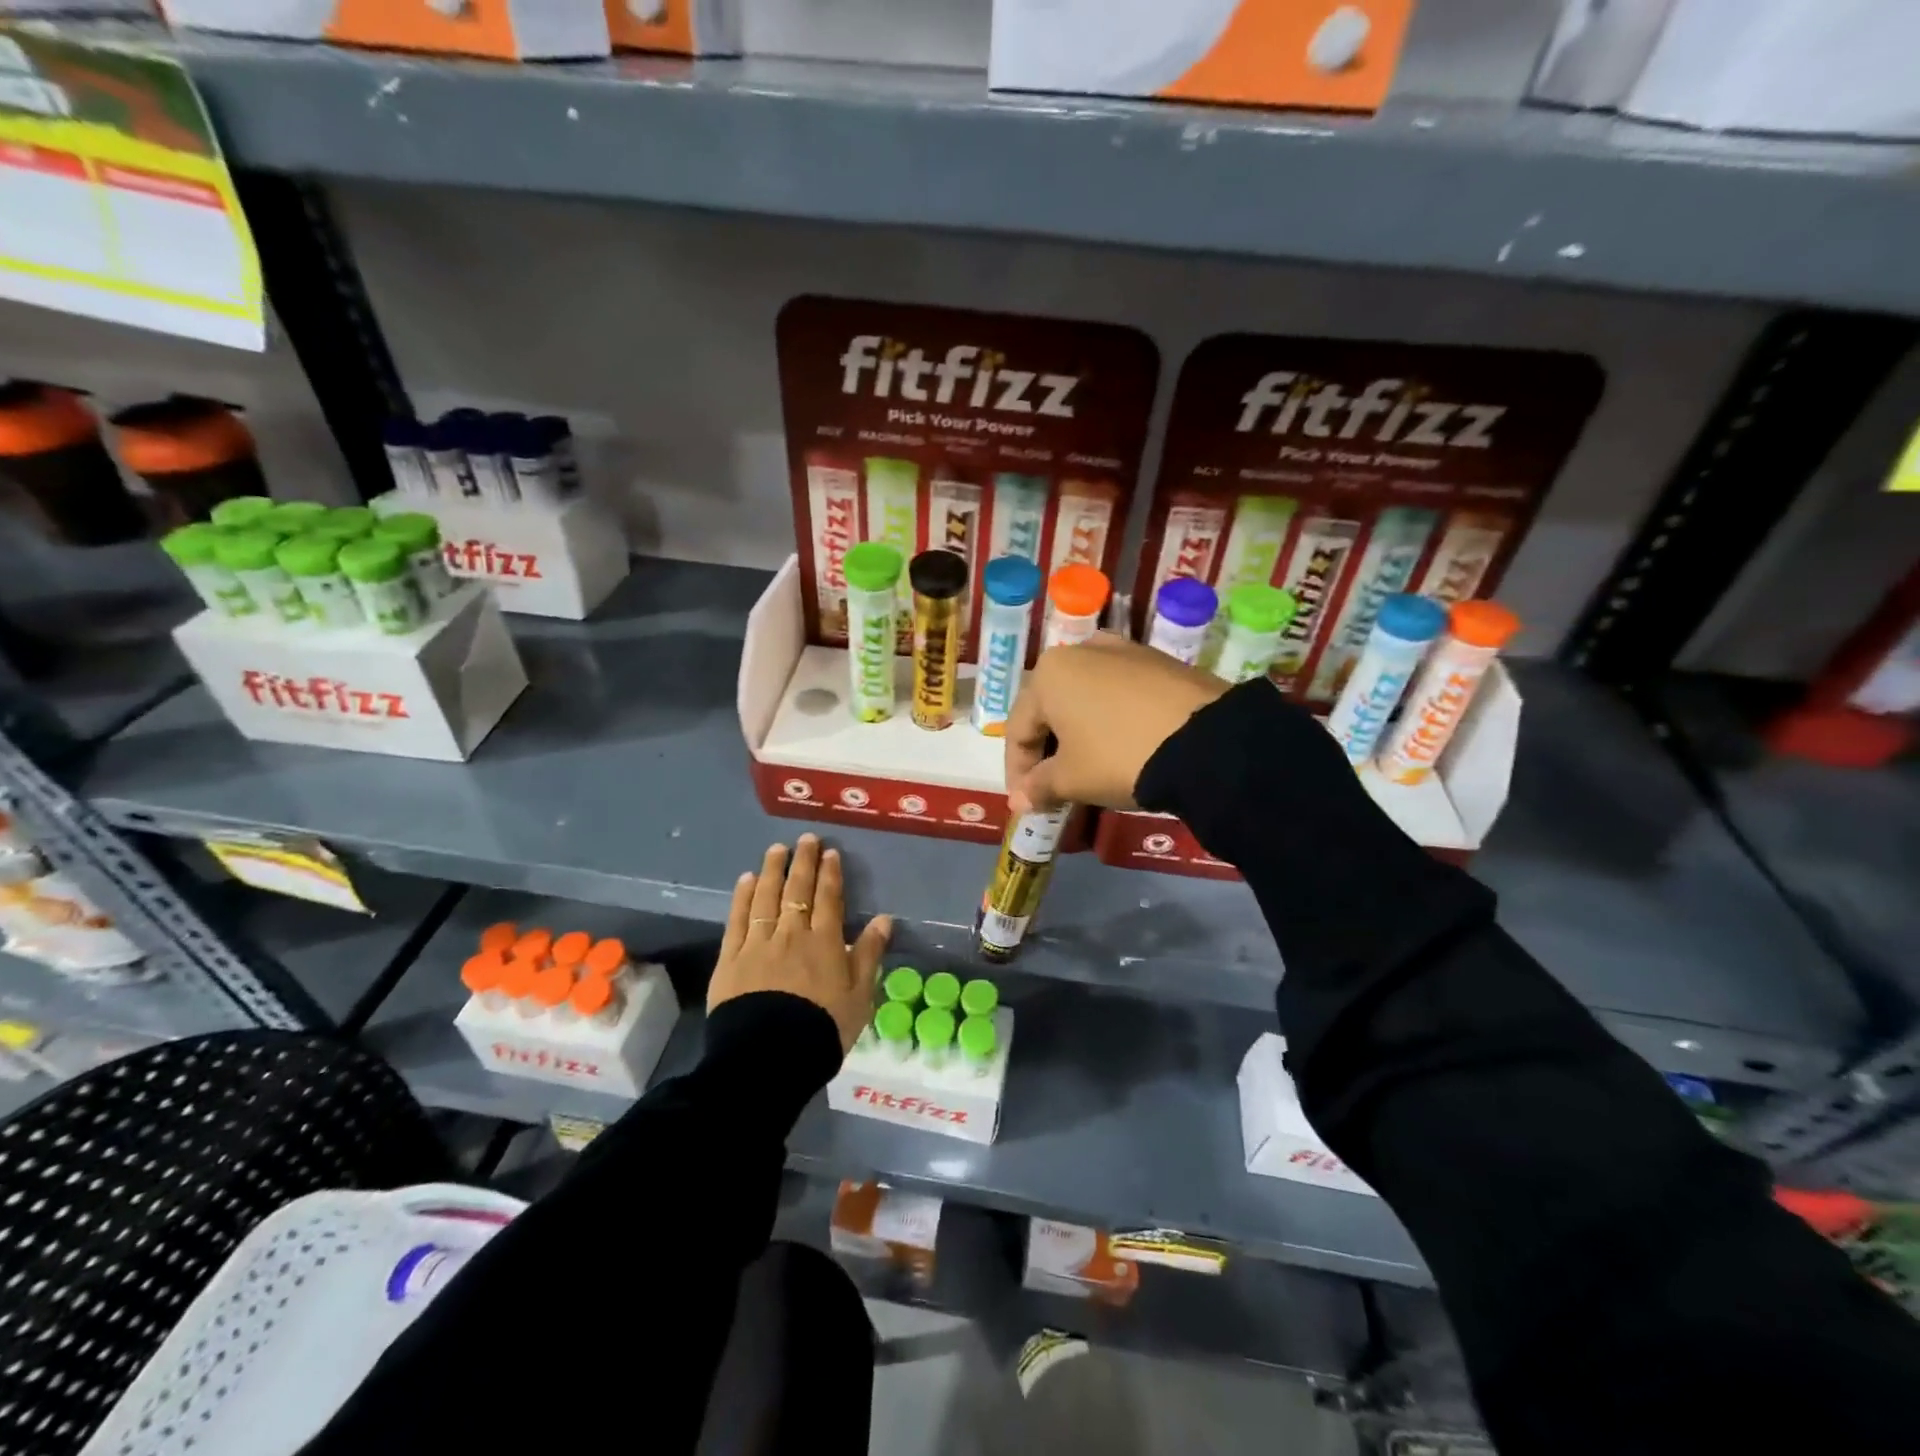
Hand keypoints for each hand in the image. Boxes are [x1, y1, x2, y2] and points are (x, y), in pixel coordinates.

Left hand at [710, 834, 892, 1052]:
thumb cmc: (822, 1028)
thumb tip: (884, 918)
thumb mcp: (859, 996)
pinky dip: (742, 897)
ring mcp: (758, 943)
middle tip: (806, 839)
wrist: (770, 1057)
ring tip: (776, 849)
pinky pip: (738, 919)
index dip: (830, 873)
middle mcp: (792, 934)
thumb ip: (870, 954)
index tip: (830, 852)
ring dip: (772, 870)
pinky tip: (746, 880)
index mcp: (825, 942)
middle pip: (797, 890)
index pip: (828, 898)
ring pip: (766, 897)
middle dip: (803, 862)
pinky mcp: (731, 958)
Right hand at [1006, 633, 1228, 812]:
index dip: (1017, 770)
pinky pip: (1120, 694)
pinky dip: (1111, 721)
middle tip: (1053, 787)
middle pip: (1051, 708)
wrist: (1207, 741)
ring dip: (1079, 733)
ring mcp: (1125, 651)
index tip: (1025, 801)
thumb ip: (1039, 786)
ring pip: (1086, 698)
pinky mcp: (1160, 662)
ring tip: (1088, 768)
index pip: (1018, 728)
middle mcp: (1081, 651)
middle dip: (1048, 750)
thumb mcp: (1072, 779)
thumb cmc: (1119, 756)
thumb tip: (1019, 801)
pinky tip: (1123, 747)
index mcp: (1049, 673)